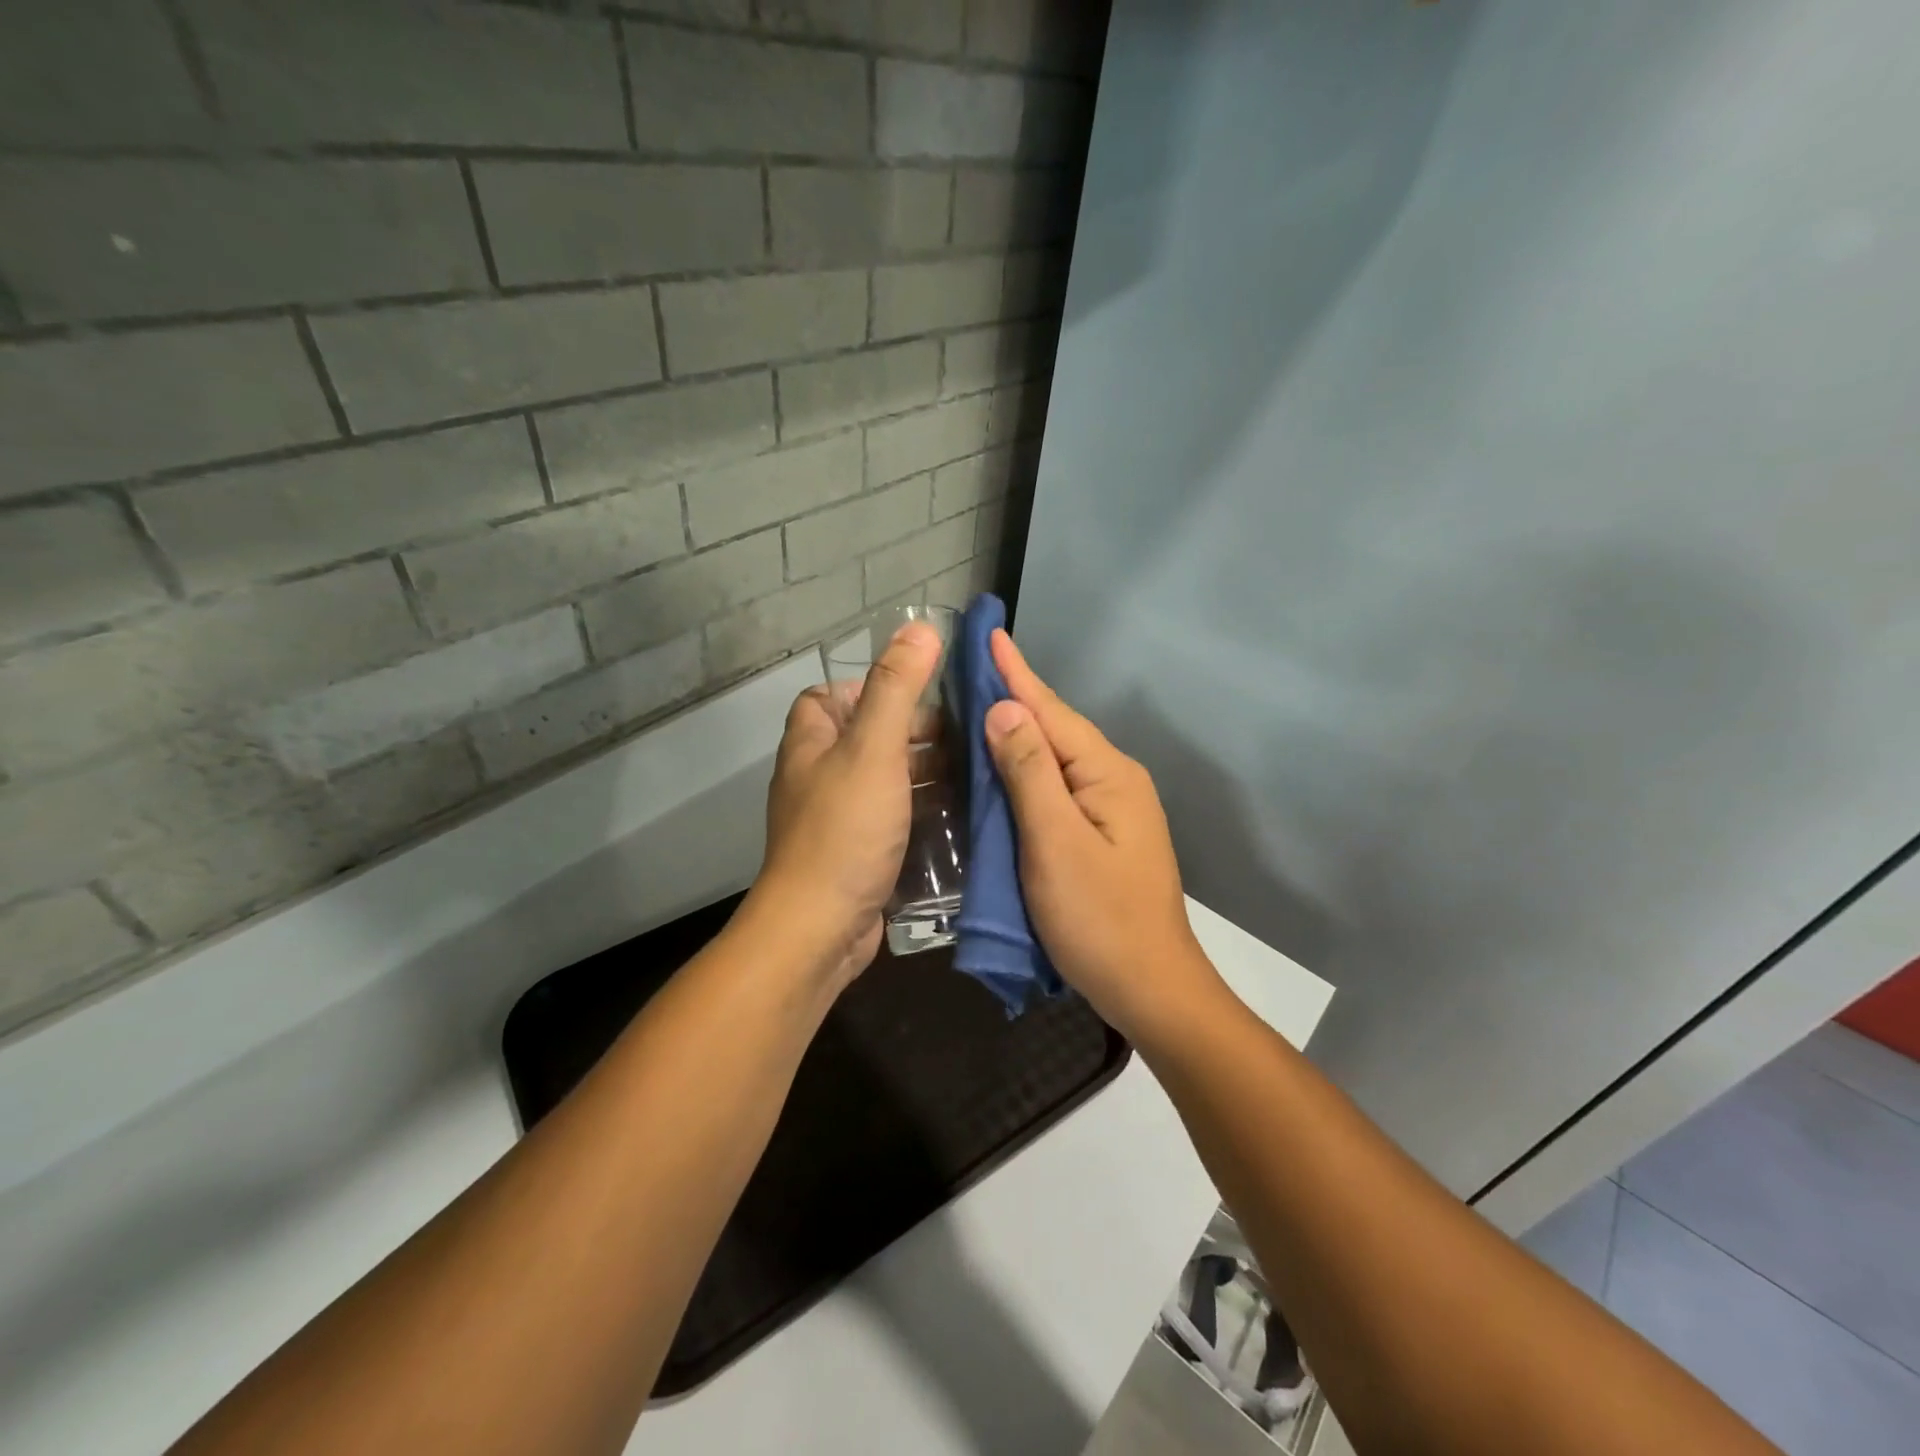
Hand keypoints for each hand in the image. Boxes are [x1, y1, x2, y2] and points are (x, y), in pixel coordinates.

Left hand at [740, 622, 942, 991]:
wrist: (820, 929)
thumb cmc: (845, 830)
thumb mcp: (874, 748)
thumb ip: (897, 688)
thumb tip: (920, 627)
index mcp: (812, 743)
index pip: (830, 696)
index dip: (871, 688)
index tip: (921, 695)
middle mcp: (818, 776)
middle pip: (867, 737)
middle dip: (914, 733)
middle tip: (967, 736)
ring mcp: (838, 818)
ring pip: (885, 780)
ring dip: (924, 774)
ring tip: (976, 771)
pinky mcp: (858, 855)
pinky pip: (893, 819)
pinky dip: (922, 811)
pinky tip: (960, 814)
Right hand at [983, 631, 1223, 1042]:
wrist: (1151, 988)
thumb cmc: (1099, 919)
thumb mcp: (1056, 843)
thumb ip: (1029, 773)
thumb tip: (1005, 710)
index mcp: (1107, 774)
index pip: (1051, 712)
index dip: (1016, 674)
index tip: (989, 633)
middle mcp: (1114, 780)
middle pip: (1057, 729)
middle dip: (1016, 696)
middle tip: (972, 667)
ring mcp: (1112, 808)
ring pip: (1056, 758)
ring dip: (1019, 732)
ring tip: (980, 704)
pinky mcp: (1102, 834)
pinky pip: (1058, 786)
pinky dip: (1027, 770)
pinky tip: (1005, 767)